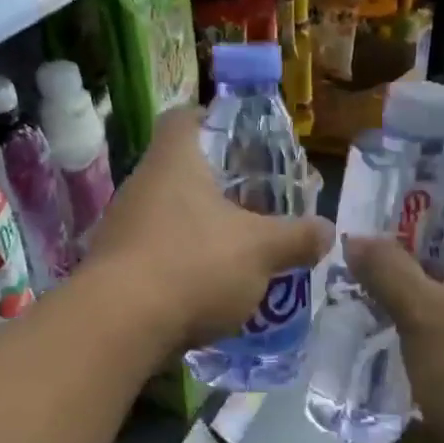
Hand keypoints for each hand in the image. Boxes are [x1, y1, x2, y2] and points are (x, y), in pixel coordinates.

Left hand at [87, 107, 331, 350]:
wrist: (120, 325)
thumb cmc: (194, 264)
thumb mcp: (262, 250)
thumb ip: (297, 237)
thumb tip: (327, 230)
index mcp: (175, 161)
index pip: (185, 117)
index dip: (214, 119)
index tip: (243, 139)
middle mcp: (142, 185)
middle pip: (182, 170)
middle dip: (220, 186)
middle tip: (257, 203)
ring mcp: (122, 227)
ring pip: (170, 215)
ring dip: (203, 229)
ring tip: (240, 250)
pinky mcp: (115, 267)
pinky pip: (157, 253)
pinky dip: (184, 264)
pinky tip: (210, 288)